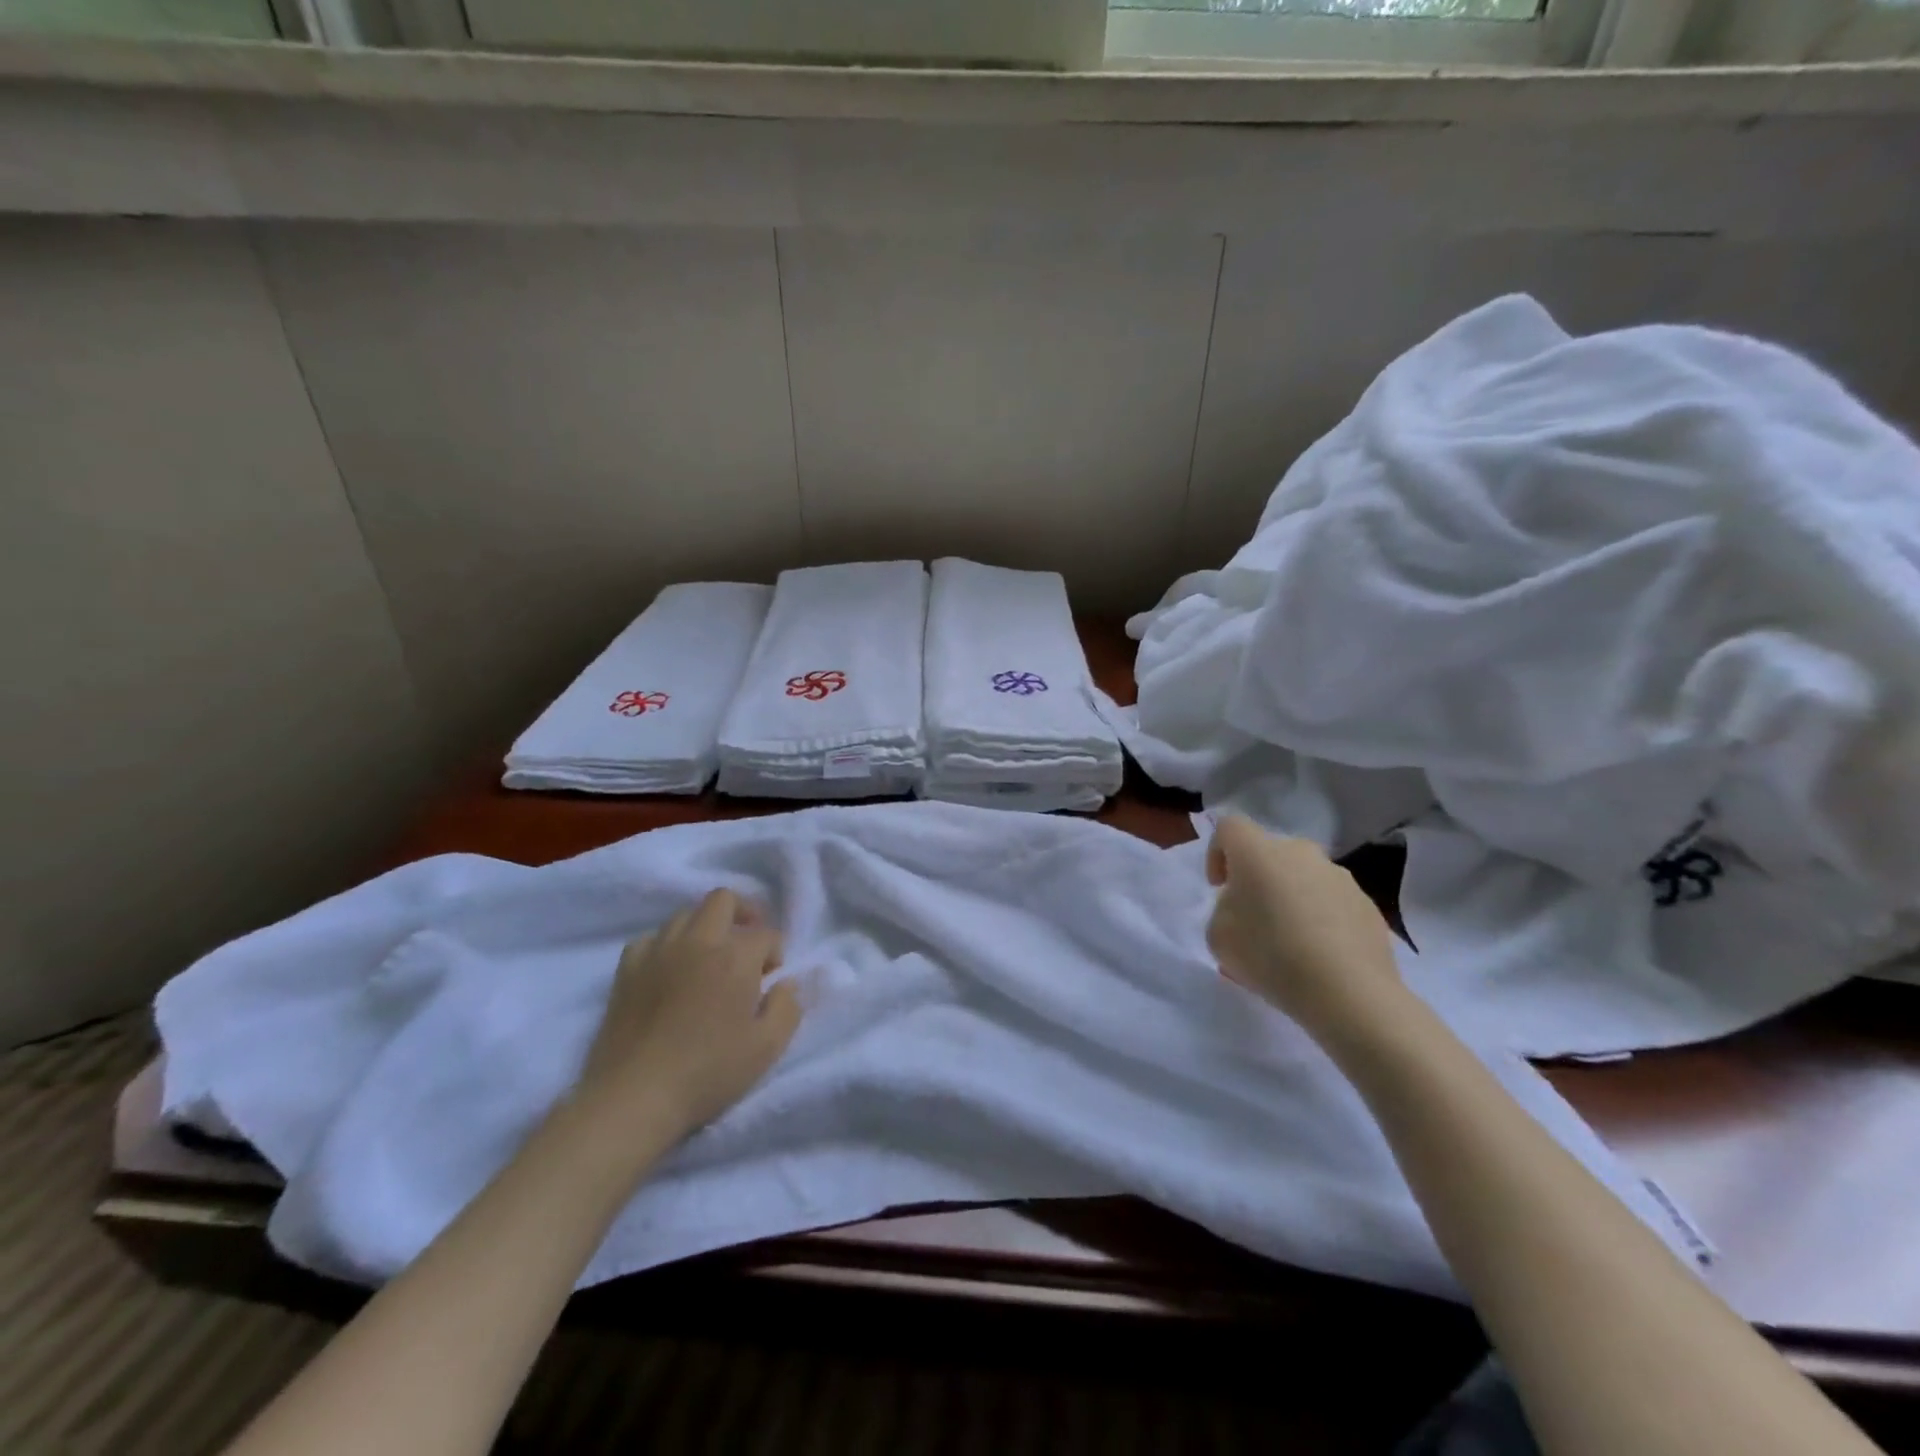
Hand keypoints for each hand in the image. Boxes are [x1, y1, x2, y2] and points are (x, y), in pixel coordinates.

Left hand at [572, 889, 802, 1143]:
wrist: (634, 1097)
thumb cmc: (708, 1072)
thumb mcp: (767, 1048)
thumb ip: (788, 1007)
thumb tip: (786, 983)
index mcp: (735, 957)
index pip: (766, 934)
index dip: (775, 952)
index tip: (771, 979)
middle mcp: (698, 941)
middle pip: (723, 900)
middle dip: (743, 914)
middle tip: (747, 946)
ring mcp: (658, 951)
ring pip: (686, 914)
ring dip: (705, 928)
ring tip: (709, 959)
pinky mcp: (627, 969)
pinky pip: (651, 938)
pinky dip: (666, 946)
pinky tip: (669, 970)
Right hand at [1205, 815, 1406, 1046]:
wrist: (1349, 993)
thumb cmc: (1270, 956)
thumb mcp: (1218, 936)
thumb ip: (1224, 910)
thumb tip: (1246, 907)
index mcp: (1258, 852)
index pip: (1229, 827)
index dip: (1217, 853)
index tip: (1219, 888)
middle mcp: (1300, 852)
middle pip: (1269, 853)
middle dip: (1257, 879)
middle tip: (1253, 918)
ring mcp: (1339, 876)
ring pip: (1303, 877)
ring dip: (1291, 898)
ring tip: (1289, 943)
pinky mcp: (1368, 905)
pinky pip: (1332, 902)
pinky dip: (1321, 919)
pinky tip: (1319, 955)